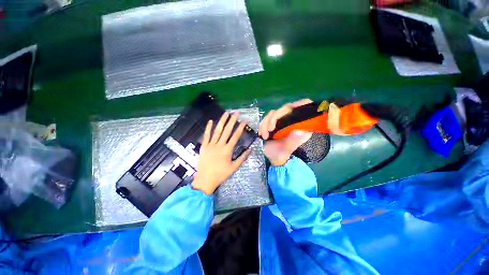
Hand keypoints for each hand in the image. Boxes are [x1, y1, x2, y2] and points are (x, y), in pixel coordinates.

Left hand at [192, 112, 250, 194]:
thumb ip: (242, 158)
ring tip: (226, 113)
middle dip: (232, 121)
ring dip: (222, 121)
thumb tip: (250, 150)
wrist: (205, 179)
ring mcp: (210, 145)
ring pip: (217, 131)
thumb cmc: (221, 174)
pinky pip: (206, 135)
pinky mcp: (204, 146)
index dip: (240, 127)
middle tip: (236, 113)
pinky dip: (208, 128)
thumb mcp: (234, 167)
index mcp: (227, 150)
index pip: (235, 136)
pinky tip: (210, 121)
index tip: (244, 121)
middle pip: (227, 130)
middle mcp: (219, 145)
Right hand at [258, 99, 312, 165]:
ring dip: (266, 123)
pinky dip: (262, 125)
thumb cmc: (282, 154)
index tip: (290, 108)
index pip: (304, 108)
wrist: (273, 157)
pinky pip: (267, 118)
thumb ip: (293, 141)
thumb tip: (299, 131)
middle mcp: (292, 121)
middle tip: (269, 130)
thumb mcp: (287, 150)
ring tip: (264, 136)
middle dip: (274, 118)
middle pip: (286, 108)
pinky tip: (261, 134)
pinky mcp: (274, 122)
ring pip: (274, 113)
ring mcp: (282, 121)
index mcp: (300, 126)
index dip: (300, 104)